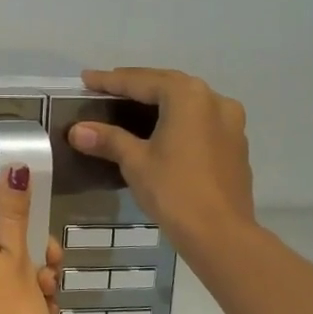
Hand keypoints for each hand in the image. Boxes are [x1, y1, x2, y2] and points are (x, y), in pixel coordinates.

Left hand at [0, 168, 62, 313]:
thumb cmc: (11, 311)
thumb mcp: (19, 257)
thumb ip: (15, 212)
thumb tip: (13, 166)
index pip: (5, 230)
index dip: (35, 244)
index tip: (53, 261)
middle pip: (6, 257)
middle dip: (36, 270)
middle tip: (52, 288)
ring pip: (6, 283)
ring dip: (33, 292)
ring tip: (47, 312)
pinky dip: (19, 312)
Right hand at [68, 68, 256, 256]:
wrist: (220, 233)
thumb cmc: (174, 191)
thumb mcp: (135, 162)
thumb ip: (108, 139)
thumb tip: (77, 129)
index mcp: (187, 96)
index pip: (141, 82)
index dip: (110, 81)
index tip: (87, 79)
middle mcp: (214, 99)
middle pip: (168, 85)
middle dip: (137, 85)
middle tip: (107, 87)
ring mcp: (230, 122)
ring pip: (188, 102)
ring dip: (160, 100)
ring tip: (133, 104)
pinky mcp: (235, 144)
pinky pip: (201, 120)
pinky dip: (178, 118)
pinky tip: (163, 129)